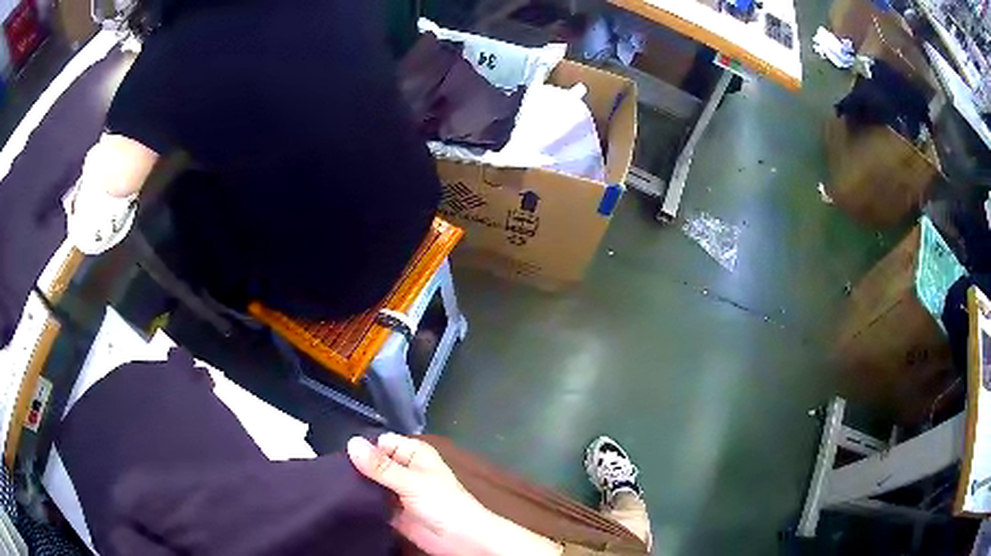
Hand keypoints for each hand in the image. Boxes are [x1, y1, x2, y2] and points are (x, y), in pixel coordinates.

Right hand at [347, 434, 561, 555]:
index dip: (362, 449)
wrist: (463, 541)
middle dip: (355, 469)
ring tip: (331, 489)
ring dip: (356, 487)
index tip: (338, 458)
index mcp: (413, 454)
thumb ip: (381, 466)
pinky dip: (361, 504)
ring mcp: (397, 492)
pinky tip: (342, 504)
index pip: (380, 443)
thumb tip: (351, 443)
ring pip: (370, 484)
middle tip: (329, 476)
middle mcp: (403, 470)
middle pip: (372, 464)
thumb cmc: (444, 505)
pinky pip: (372, 503)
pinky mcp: (393, 512)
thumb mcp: (412, 482)